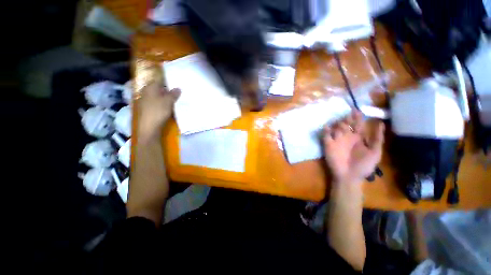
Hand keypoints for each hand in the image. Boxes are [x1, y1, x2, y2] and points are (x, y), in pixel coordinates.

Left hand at [137, 82, 179, 142]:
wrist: (149, 127)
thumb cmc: (158, 111)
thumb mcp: (168, 101)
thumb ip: (174, 94)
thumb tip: (178, 88)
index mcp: (150, 88)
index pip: (160, 81)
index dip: (169, 83)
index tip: (177, 85)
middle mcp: (146, 93)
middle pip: (159, 89)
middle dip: (168, 91)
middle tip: (179, 94)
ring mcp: (146, 101)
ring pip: (158, 97)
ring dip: (166, 99)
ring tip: (176, 101)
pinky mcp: (147, 109)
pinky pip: (157, 104)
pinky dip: (163, 104)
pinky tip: (170, 108)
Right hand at [323, 111, 384, 186]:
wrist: (349, 176)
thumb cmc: (363, 166)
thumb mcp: (375, 152)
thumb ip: (377, 138)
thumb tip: (380, 123)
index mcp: (358, 138)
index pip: (357, 124)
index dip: (357, 117)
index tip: (356, 110)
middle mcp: (347, 137)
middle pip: (346, 124)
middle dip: (347, 119)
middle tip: (347, 116)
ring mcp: (337, 140)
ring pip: (336, 128)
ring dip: (338, 124)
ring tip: (341, 125)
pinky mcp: (328, 144)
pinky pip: (325, 135)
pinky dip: (325, 130)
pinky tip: (327, 127)